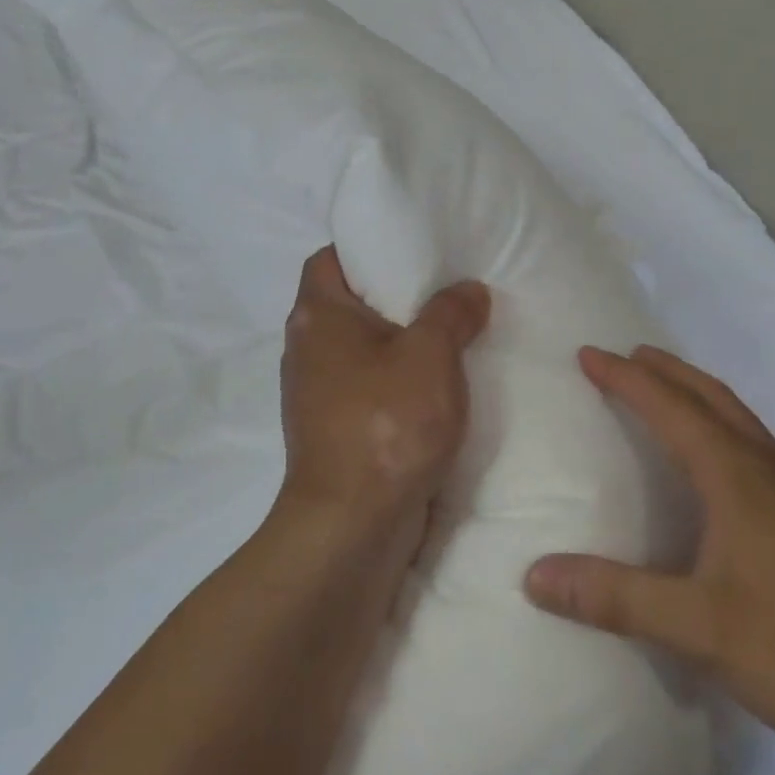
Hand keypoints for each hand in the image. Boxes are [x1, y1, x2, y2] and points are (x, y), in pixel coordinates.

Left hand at [278, 246, 490, 562]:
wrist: (351, 526)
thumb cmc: (386, 424)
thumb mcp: (431, 355)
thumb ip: (451, 313)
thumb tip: (468, 291)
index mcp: (317, 316)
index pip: (330, 259)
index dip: (366, 248)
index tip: (411, 249)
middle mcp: (306, 348)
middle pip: (349, 304)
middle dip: (395, 296)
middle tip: (445, 287)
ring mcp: (317, 393)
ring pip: (362, 349)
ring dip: (400, 342)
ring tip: (450, 333)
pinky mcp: (333, 429)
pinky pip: (368, 387)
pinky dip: (397, 381)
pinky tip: (437, 386)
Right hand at [525, 346, 774, 749]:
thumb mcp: (697, 627)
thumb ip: (616, 597)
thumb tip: (536, 576)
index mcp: (736, 474)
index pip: (669, 407)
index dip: (625, 378)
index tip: (588, 354)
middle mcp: (769, 464)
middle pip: (710, 395)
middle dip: (665, 370)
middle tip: (627, 356)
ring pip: (739, 416)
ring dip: (697, 393)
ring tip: (667, 392)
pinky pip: (757, 442)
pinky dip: (723, 423)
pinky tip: (723, 460)